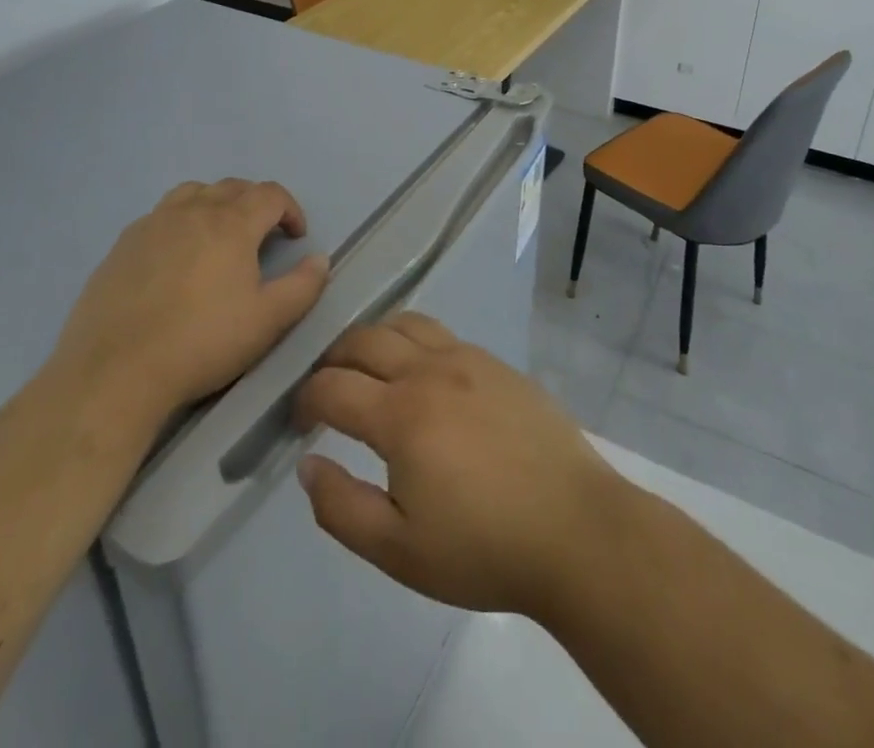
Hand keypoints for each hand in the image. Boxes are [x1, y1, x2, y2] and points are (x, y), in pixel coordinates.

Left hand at [50, 179, 330, 419]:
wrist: (115, 372)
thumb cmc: (202, 343)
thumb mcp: (268, 321)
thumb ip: (303, 286)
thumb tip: (320, 259)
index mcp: (231, 224)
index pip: (270, 194)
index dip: (291, 209)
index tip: (296, 237)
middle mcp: (192, 211)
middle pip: (232, 187)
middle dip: (255, 203)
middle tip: (263, 235)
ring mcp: (151, 225)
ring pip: (191, 193)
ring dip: (214, 203)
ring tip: (217, 235)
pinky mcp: (121, 246)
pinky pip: (158, 217)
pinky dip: (178, 223)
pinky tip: (174, 259)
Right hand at [292, 313, 625, 622]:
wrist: (574, 527)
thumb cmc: (483, 547)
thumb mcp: (398, 550)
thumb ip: (341, 507)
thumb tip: (307, 465)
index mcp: (400, 415)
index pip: (331, 386)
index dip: (304, 399)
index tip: (299, 422)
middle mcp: (429, 370)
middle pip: (363, 339)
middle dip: (332, 359)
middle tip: (325, 389)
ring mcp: (467, 358)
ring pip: (404, 323)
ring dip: (373, 338)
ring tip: (367, 369)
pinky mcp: (496, 362)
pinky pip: (441, 333)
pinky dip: (413, 340)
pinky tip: (421, 373)